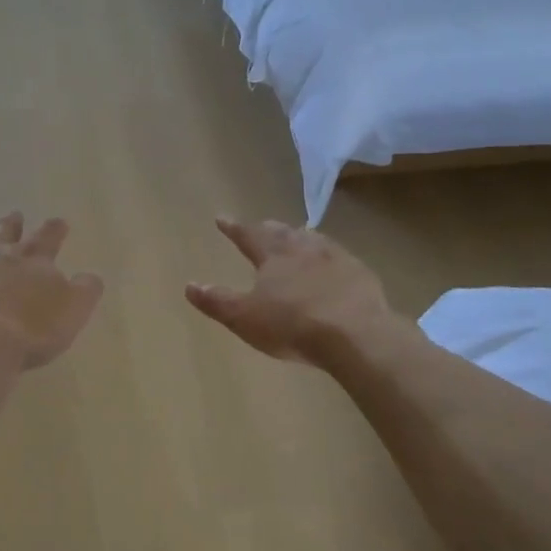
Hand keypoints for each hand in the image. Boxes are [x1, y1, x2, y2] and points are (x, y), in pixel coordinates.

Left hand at [0, 212, 103, 370]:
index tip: (59, 222)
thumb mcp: (74, 311)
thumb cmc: (32, 330)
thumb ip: (85, 290)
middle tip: (14, 215)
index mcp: (33, 259)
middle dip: (12, 224)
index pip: (48, 236)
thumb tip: (90, 275)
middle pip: (5, 233)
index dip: (55, 229)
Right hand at [185, 217, 395, 365]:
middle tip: (263, 225)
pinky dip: (330, 258)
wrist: (355, 333)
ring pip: (313, 240)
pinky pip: (341, 258)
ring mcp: (336, 258)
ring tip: (298, 237)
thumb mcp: (245, 317)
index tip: (221, 218)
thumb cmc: (292, 325)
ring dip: (301, 238)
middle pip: (282, 233)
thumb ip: (217, 301)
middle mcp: (304, 248)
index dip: (233, 228)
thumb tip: (190, 285)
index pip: (248, 235)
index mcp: (273, 255)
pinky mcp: (361, 274)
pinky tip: (334, 267)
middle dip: (269, 229)